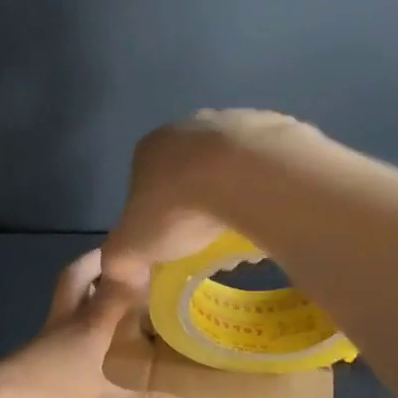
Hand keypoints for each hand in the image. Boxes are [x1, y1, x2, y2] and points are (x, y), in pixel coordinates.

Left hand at [0, 250, 206, 397]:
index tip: (146, 251)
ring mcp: (37, 349)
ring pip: (61, 312)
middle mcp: (59, 329)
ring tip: (105, 306)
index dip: (129, 270)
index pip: (111, 288)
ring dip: (81, 301)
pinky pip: (53, 342)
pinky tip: (79, 356)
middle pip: (72, 284)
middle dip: (92, 266)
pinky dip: (70, 336)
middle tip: (112, 257)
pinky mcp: (22, 370)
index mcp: (83, 329)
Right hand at [100, 109, 320, 289]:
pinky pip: (269, 164)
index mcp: (150, 148)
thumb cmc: (178, 209)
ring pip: (231, 164)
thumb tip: (123, 276)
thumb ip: (119, 261)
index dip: (154, 215)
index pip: (143, 182)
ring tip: (244, 228)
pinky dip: (267, 185)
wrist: (246, 176)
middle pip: (189, 170)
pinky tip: (272, 211)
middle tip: (207, 237)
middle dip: (196, 202)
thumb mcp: (131, 247)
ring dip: (234, 191)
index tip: (170, 242)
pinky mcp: (278, 126)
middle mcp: (190, 125)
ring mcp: (236, 121)